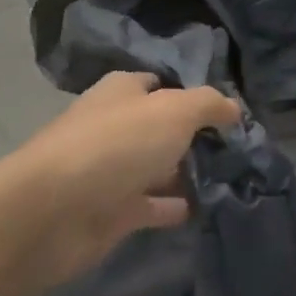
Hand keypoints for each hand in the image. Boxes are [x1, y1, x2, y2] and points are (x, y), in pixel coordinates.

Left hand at [0, 71, 240, 289]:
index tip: (228, 111)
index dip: (191, 94)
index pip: (160, 84)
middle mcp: (116, 126)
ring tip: (232, 178)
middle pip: (160, 127)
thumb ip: (208, 105)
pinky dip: (174, 206)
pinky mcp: (113, 211)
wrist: (55, 211)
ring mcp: (112, 170)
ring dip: (186, 172)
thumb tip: (234, 108)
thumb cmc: (116, 145)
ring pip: (157, 166)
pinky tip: (206, 208)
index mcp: (122, 92)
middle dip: (194, 135)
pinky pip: (152, 205)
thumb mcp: (173, 111)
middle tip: (240, 147)